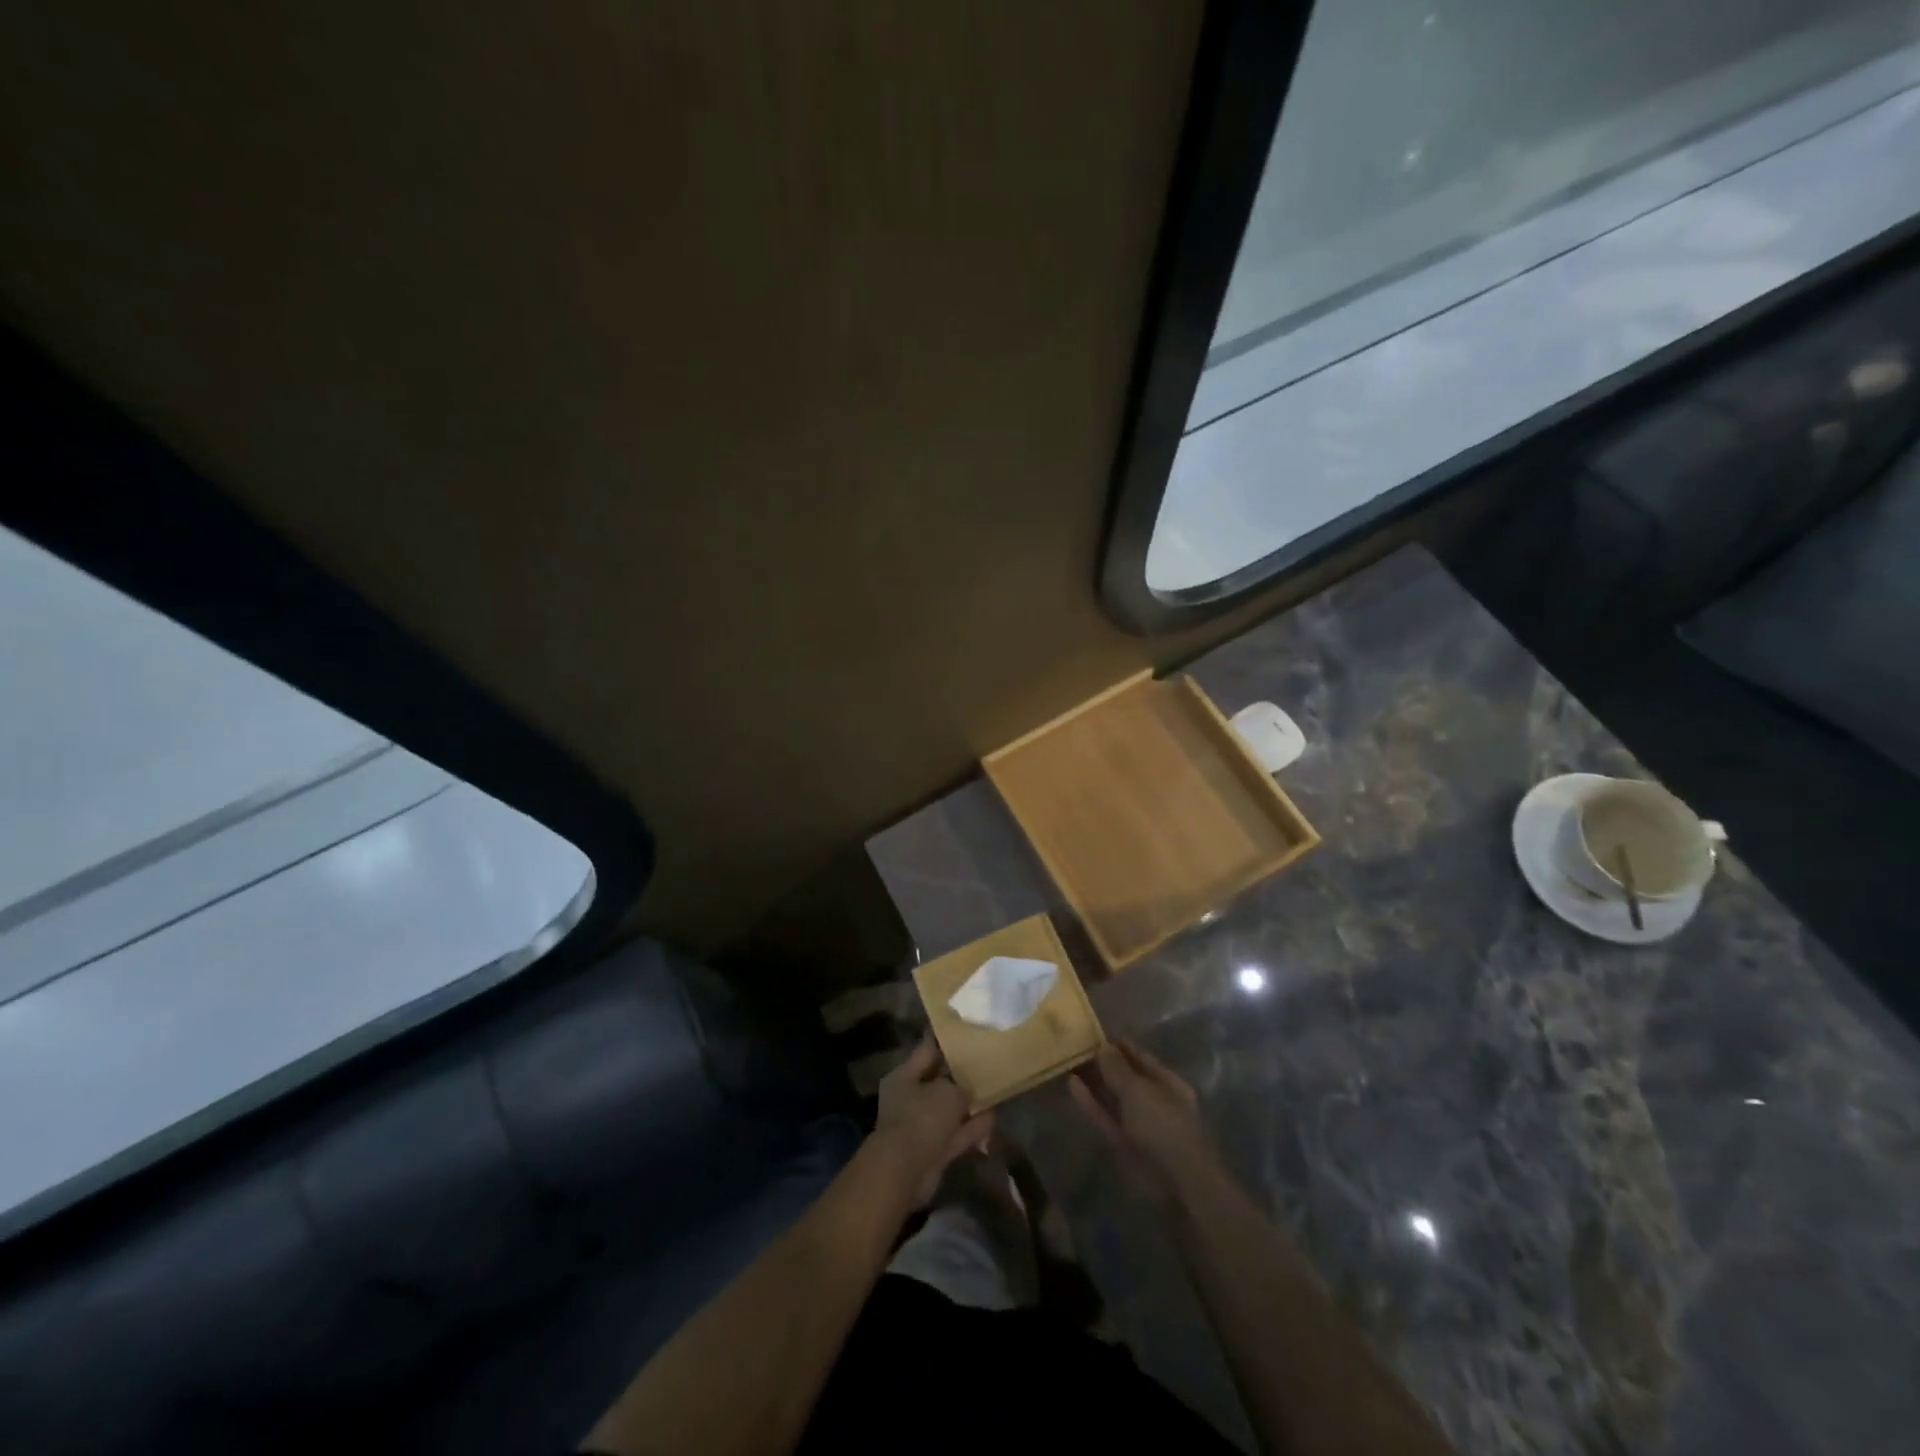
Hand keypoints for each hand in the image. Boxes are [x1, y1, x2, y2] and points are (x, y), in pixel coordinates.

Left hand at [870, 1038, 993, 1205]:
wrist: (906, 1171)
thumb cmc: (921, 1118)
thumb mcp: (947, 1092)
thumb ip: (961, 1085)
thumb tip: (967, 1089)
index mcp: (905, 1076)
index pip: (927, 1049)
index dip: (946, 1039)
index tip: (966, 1029)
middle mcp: (910, 1098)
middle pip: (939, 1081)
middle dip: (961, 1075)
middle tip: (987, 1061)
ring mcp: (921, 1125)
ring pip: (950, 1109)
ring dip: (969, 1104)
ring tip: (995, 1089)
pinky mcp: (933, 1149)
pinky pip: (956, 1132)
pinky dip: (972, 1127)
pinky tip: (993, 1116)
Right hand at [1070, 1041, 1218, 1207]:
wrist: (1177, 1183)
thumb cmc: (1164, 1125)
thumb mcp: (1139, 1090)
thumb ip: (1118, 1068)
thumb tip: (1103, 1046)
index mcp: (1167, 1083)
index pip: (1139, 1057)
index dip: (1117, 1045)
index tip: (1091, 1033)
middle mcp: (1153, 1100)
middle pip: (1124, 1077)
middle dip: (1102, 1064)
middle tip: (1073, 1047)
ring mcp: (1138, 1124)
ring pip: (1112, 1098)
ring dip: (1093, 1082)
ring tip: (1068, 1062)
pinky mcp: (1124, 1144)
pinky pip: (1105, 1118)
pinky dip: (1090, 1103)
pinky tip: (1072, 1085)